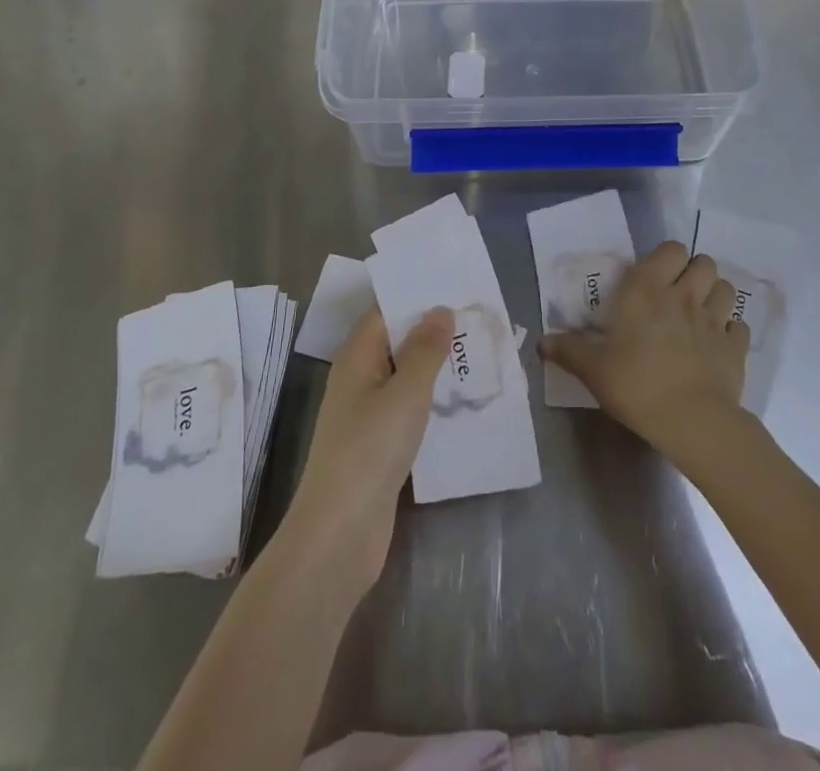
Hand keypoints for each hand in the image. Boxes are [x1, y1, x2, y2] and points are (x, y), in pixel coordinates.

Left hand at [281, 305, 453, 593]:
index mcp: (357, 357)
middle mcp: (359, 378)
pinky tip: (462, 401)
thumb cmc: (370, 451)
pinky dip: (432, 400)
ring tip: (479, 352)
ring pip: (405, 376)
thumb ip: (425, 350)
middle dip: (432, 329)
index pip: (385, 311)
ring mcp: (367, 414)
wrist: (340, 534)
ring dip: (436, 366)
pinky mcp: (379, 445)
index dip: (416, 296)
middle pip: (396, 341)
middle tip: (477, 317)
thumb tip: (440, 309)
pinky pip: (408, 408)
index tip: (454, 285)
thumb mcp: (405, 393)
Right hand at [540, 241, 750, 463]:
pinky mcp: (736, 348)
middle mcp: (684, 295)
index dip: (667, 258)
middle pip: (704, 262)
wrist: (691, 421)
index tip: (655, 277)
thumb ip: (569, 350)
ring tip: (700, 313)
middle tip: (678, 293)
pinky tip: (718, 344)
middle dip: (694, 272)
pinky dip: (731, 331)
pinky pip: (739, 327)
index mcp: (648, 289)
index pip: (670, 249)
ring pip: (725, 288)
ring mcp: (715, 320)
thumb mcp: (593, 369)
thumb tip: (542, 342)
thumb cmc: (636, 384)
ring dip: (715, 295)